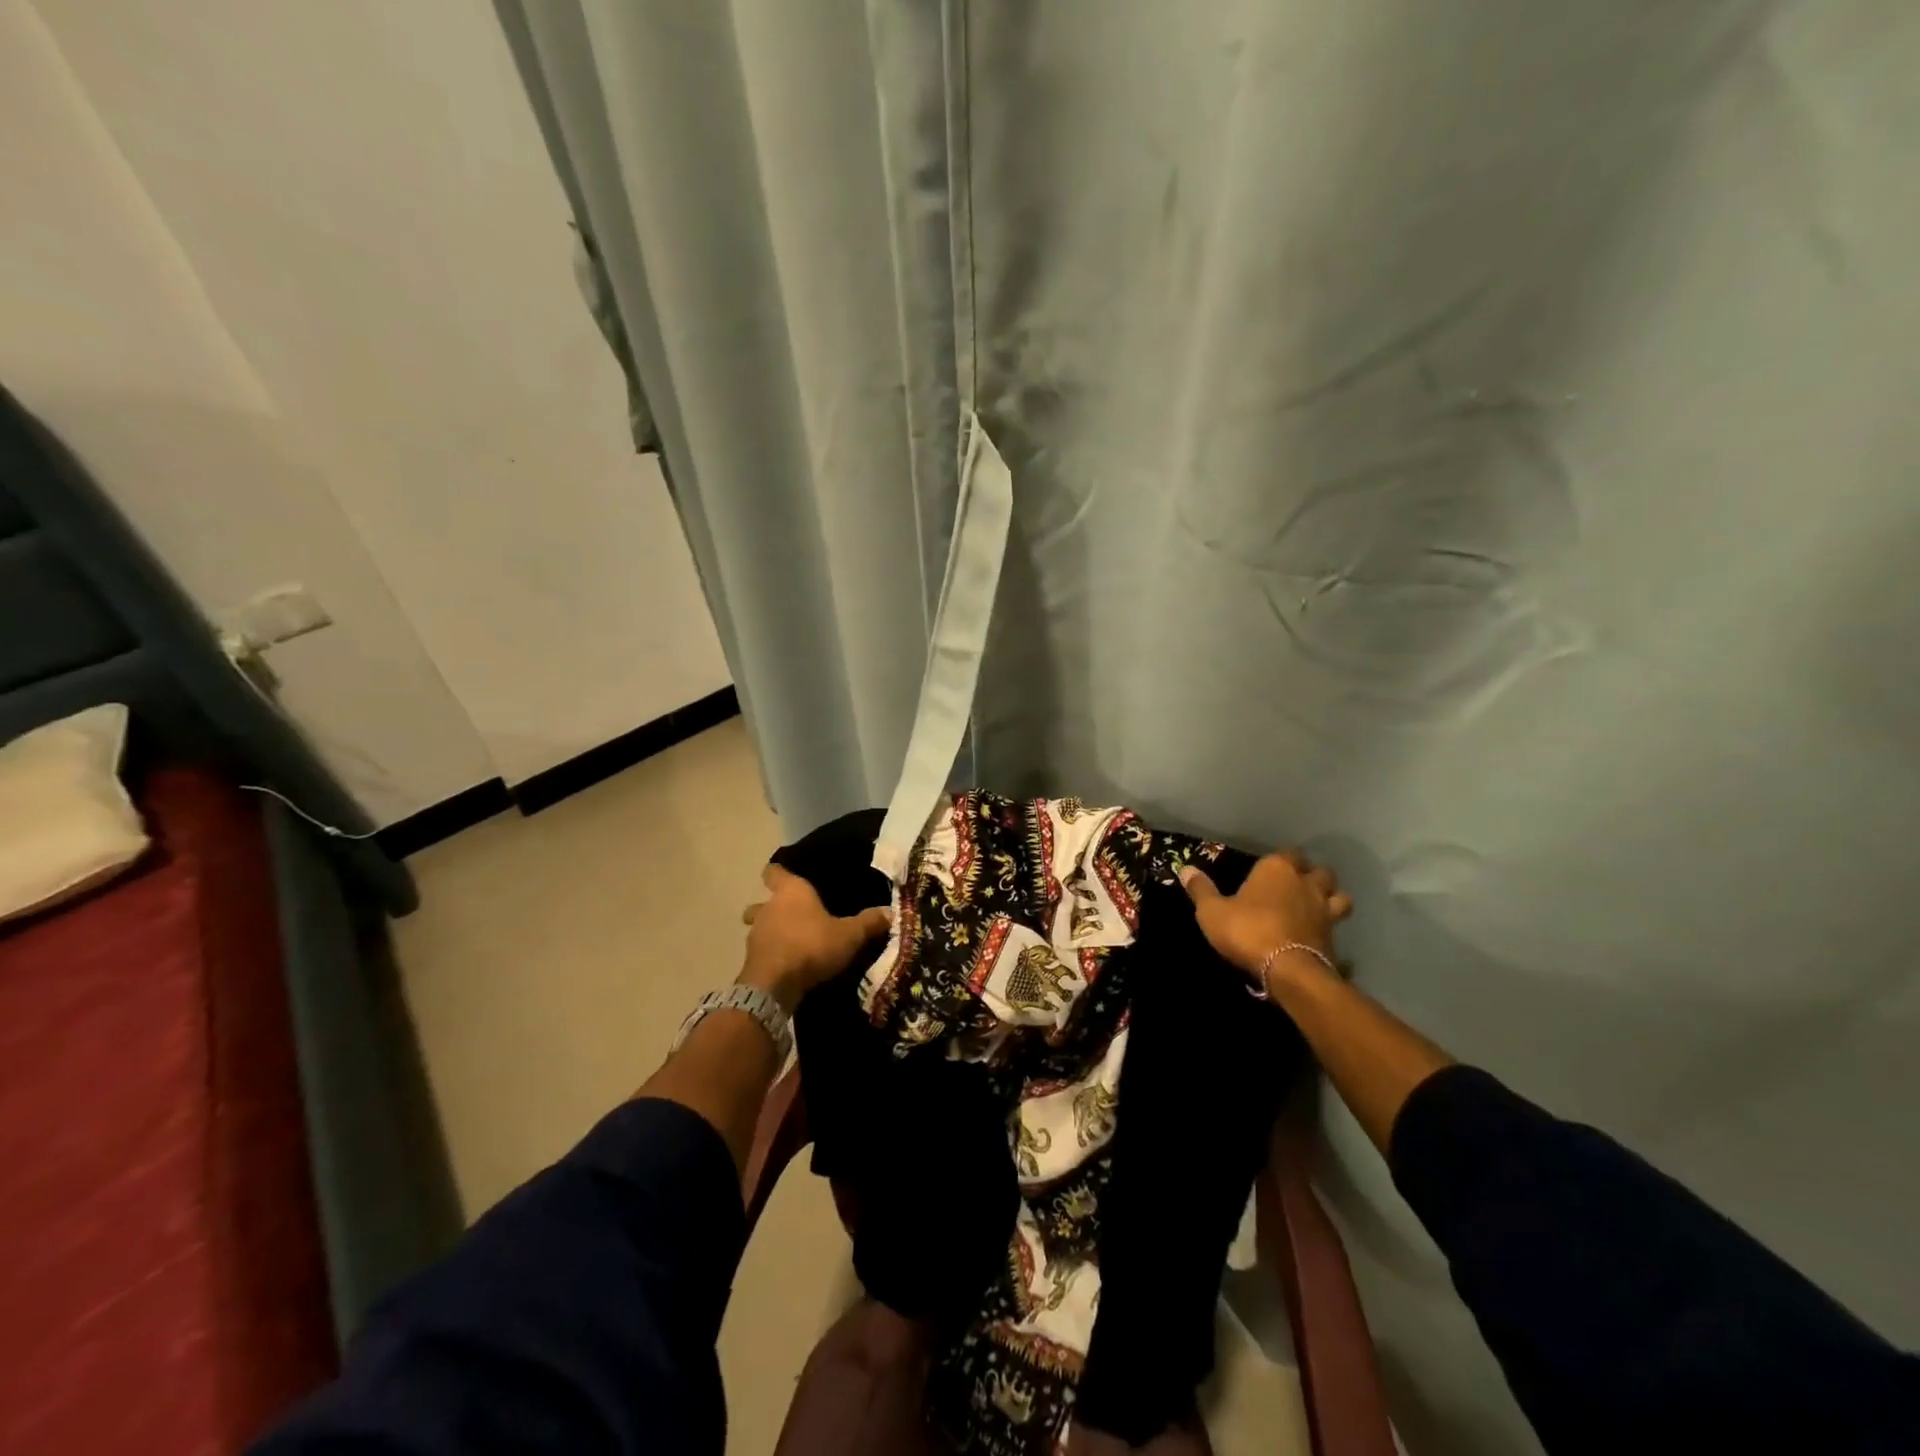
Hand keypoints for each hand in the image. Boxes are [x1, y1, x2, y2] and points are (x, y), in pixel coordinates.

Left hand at [740, 864, 892, 1009]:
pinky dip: (771, 954)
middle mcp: (768, 907)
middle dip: (773, 907)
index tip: (788, 876)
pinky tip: (786, 964)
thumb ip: (868, 922)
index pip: (775, 871)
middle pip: (763, 901)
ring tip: (791, 941)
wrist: (774, 985)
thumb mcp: (849, 935)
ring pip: (759, 927)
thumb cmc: (812, 945)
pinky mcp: (750, 960)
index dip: (779, 872)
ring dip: (771, 932)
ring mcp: (755, 934)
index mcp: (790, 891)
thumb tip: (891, 912)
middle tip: (793, 915)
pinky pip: (761, 951)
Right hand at [1178, 851, 1352, 984]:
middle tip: (1295, 885)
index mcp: (1277, 868)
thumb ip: (1200, 889)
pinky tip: (1318, 933)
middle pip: (1318, 870)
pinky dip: (1330, 926)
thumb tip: (1185, 869)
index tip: (1267, 870)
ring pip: (1338, 895)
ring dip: (1330, 897)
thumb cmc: (1247, 931)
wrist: (1288, 969)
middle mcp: (1305, 882)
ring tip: (1316, 905)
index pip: (1286, 852)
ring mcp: (1324, 909)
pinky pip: (1336, 924)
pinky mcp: (1333, 936)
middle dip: (1310, 875)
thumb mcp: (1212, 911)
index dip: (1279, 860)